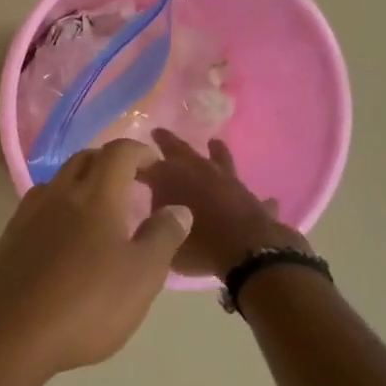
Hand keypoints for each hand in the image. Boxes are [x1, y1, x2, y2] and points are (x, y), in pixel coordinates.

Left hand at [0, 140, 192, 385]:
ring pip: (58, 182)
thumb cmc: (86, 305)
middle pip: (85, 160)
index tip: (156, 167)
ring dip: (82, 184)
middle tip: (132, 185)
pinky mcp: (8, 238)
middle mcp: (58, 195)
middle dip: (111, 163)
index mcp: (95, 196)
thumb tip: (177, 208)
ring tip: (100, 211)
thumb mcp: (141, 276)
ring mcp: (27, 215)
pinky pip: (38, 207)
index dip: (140, 152)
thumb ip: (163, 237)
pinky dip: (59, 208)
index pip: (119, 152)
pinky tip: (65, 238)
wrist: (9, 335)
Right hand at [137, 128, 312, 278]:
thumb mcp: (162, 238)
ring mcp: (229, 182)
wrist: (248, 253)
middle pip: (180, 150)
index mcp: (170, 177)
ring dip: (216, 152)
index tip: (123, 161)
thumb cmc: (198, 245)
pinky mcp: (253, 199)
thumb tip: (157, 214)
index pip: (146, 164)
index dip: (133, 162)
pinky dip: (249, 198)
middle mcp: (199, 172)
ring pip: (221, 159)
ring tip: (214, 142)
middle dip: (166, 141)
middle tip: (158, 132)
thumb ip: (157, 223)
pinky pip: (251, 197)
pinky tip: (262, 199)